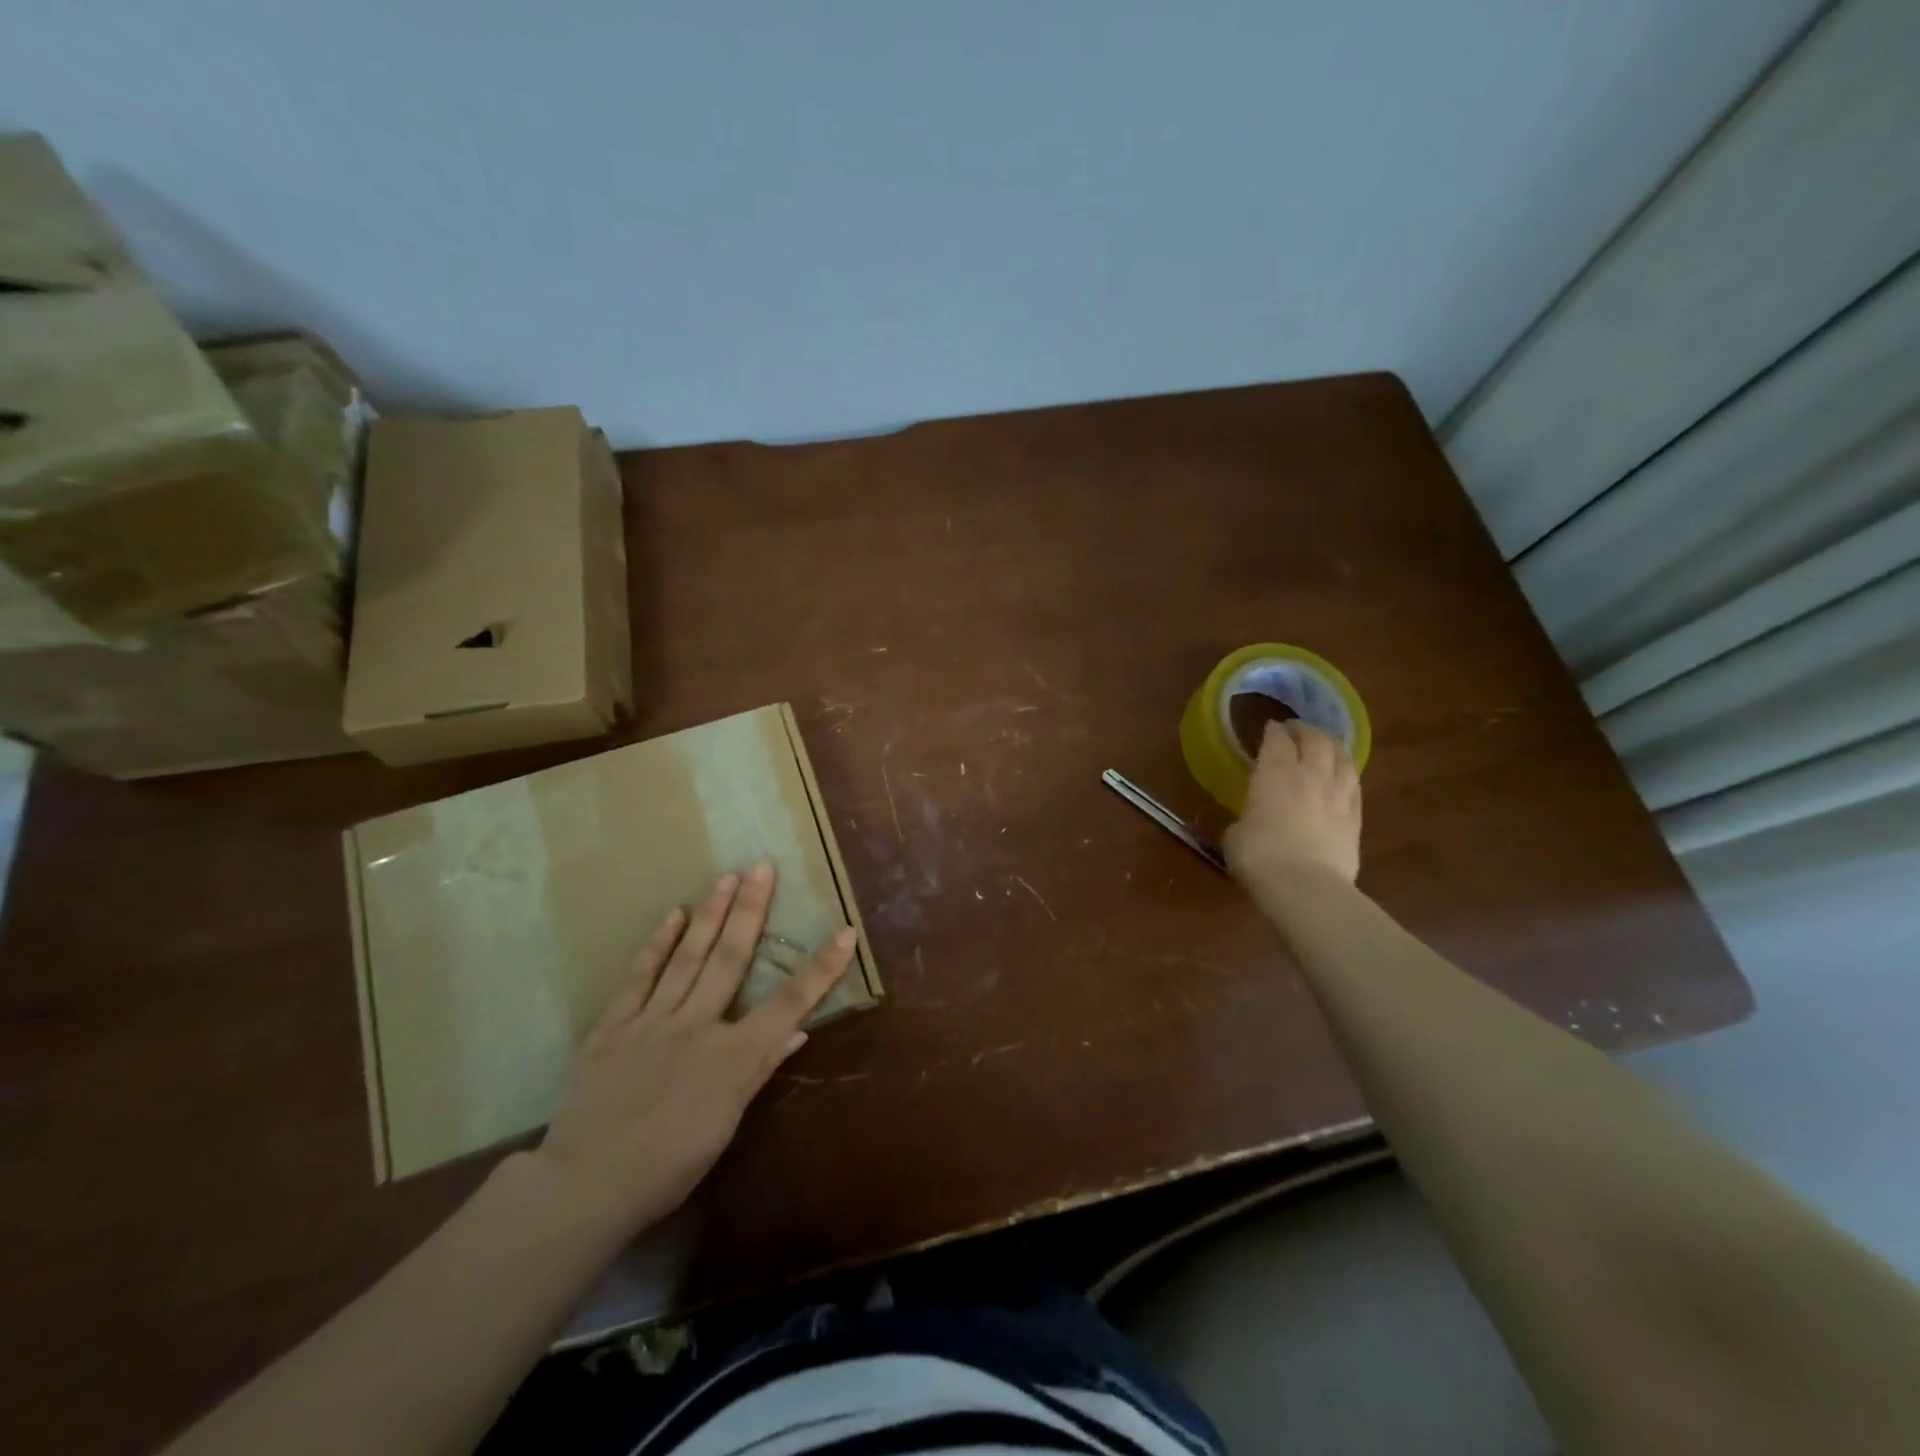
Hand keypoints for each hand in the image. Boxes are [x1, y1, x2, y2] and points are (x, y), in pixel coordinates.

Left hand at [528, 862, 855, 1238]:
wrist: (584, 1187)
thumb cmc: (667, 1167)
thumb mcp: (725, 1125)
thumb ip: (760, 1070)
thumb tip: (798, 1031)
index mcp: (732, 1057)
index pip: (789, 1004)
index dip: (821, 968)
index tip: (845, 932)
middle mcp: (697, 1025)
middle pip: (732, 958)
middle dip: (752, 910)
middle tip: (762, 866)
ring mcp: (652, 1020)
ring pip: (689, 957)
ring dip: (711, 914)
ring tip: (728, 877)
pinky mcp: (614, 1025)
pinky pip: (639, 977)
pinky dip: (657, 944)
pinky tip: (673, 916)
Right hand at [1223, 720, 1361, 887]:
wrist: (1305, 886)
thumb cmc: (1258, 856)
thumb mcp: (1235, 835)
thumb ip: (1245, 819)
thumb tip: (1249, 823)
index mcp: (1275, 774)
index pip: (1277, 740)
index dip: (1274, 731)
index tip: (1270, 726)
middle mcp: (1310, 776)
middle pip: (1316, 740)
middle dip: (1306, 729)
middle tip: (1297, 728)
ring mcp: (1338, 796)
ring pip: (1343, 758)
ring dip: (1334, 746)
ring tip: (1326, 743)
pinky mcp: (1355, 818)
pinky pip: (1355, 786)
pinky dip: (1348, 774)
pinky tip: (1345, 776)